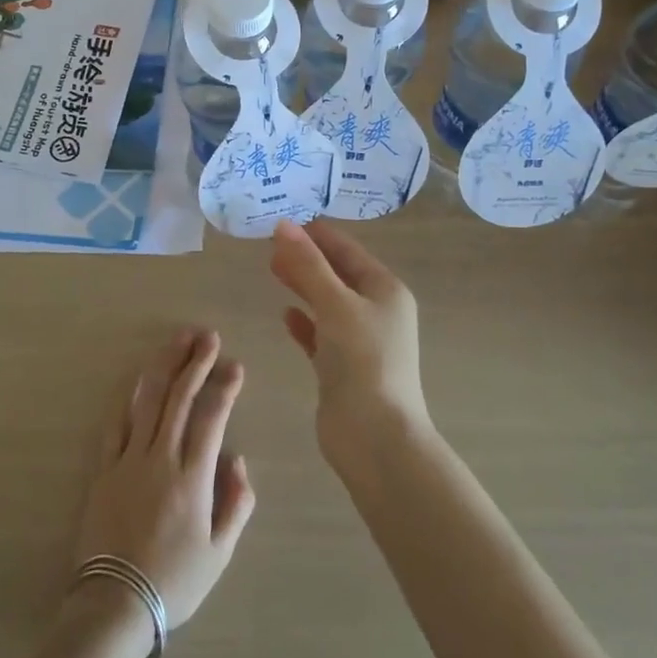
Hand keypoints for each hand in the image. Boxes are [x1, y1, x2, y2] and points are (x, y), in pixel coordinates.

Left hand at [75, 330, 255, 628]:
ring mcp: (129, 460)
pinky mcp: (104, 469)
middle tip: (208, 336)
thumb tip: (238, 460)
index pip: (212, 417)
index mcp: (193, 477)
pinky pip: (117, 423)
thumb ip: (236, 504)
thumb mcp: (220, 553)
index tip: (235, 365)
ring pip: (149, 401)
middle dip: (195, 362)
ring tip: (178, 340)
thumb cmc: (174, 581)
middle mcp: (161, 458)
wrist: (114, 605)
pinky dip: (131, 397)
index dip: (224, 387)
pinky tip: (140, 379)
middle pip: (180, 398)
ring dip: (165, 366)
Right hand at [270, 219, 428, 461]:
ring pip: (327, 302)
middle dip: (306, 257)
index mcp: (385, 289)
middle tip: (270, 243)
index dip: (317, 234)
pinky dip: (305, 322)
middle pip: (337, 274)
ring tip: (272, 268)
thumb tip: (283, 225)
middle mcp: (376, 310)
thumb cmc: (363, 360)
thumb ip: (308, 264)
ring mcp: (360, 340)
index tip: (283, 220)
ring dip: (303, 285)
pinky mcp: (343, 367)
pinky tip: (285, 315)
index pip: (347, 250)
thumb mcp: (335, 304)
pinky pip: (321, 334)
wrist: (375, 437)